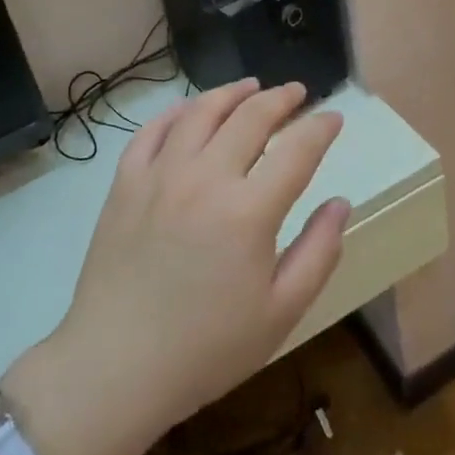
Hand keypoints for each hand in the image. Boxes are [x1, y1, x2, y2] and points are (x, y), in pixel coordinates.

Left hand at [38, 79, 348, 451]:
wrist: (114, 367)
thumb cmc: (206, 349)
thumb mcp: (281, 312)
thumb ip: (318, 252)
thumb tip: (340, 203)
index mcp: (249, 211)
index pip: (297, 149)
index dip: (321, 128)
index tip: (334, 118)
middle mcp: (205, 178)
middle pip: (250, 117)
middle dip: (281, 98)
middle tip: (297, 92)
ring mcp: (160, 176)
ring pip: (201, 112)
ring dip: (231, 93)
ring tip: (251, 87)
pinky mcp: (125, 184)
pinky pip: (152, 131)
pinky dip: (176, 112)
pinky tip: (190, 111)